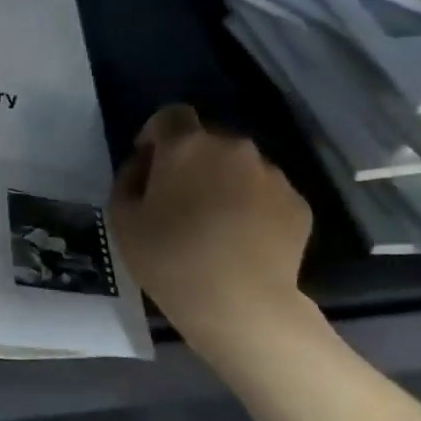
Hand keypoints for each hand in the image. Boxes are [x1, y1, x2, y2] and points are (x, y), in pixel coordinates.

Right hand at [109, 104, 314, 341]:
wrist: (242, 305)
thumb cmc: (171, 260)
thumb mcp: (122, 220)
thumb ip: (128, 180)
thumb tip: (144, 166)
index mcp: (187, 145)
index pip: (170, 115)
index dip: (156, 134)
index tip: (149, 164)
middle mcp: (234, 148)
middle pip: (207, 141)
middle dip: (191, 161)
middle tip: (179, 201)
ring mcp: (271, 174)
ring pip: (239, 167)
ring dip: (223, 183)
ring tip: (214, 225)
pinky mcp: (297, 203)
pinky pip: (265, 194)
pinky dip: (251, 207)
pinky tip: (241, 241)